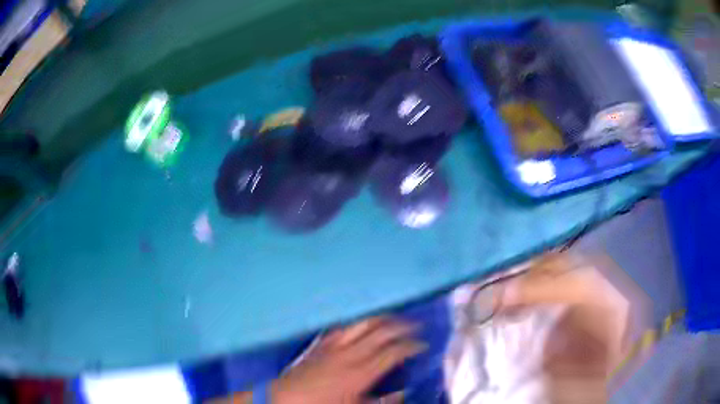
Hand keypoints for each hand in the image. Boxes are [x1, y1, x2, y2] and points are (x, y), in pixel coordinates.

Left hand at [271, 317, 424, 403]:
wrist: (285, 399)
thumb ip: (382, 402)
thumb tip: (402, 393)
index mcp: (360, 372)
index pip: (393, 352)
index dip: (412, 346)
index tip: (422, 345)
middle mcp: (349, 354)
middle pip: (381, 331)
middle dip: (402, 325)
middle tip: (416, 326)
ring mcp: (332, 346)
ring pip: (362, 324)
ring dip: (381, 318)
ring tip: (394, 317)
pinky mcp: (319, 343)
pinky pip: (341, 327)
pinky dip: (356, 323)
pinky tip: (361, 323)